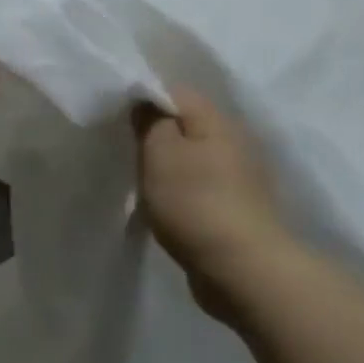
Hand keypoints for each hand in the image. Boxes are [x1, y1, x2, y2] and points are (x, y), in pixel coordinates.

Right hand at [135, 88, 299, 320]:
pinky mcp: (239, 209)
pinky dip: (183, 194)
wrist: (244, 270)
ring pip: (193, 159)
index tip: (119, 119)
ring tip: (142, 184)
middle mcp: (234, 141)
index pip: (175, 92)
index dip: (144, 99)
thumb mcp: (160, 153)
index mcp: (216, 119)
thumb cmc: (196, 203)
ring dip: (170, 168)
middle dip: (156, 136)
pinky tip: (166, 209)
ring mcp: (240, 178)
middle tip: (127, 153)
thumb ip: (150, 121)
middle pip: (186, 125)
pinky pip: (201, 189)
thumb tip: (147, 102)